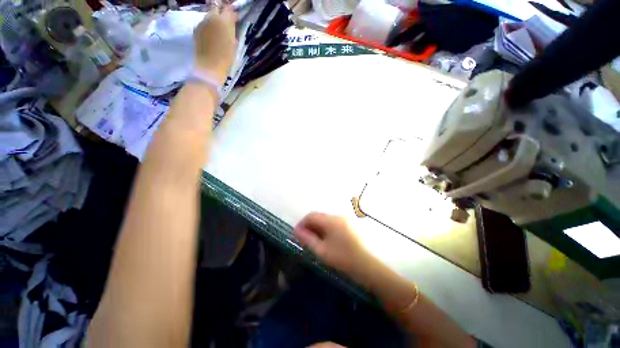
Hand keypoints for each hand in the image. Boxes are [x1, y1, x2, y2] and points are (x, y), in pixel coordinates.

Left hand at [193, 6, 236, 83]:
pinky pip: (204, 24)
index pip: (228, 11)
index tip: (236, 18)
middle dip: (222, 15)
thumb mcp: (233, 45)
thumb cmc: (225, 58)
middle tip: (227, 23)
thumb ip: (232, 31)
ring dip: (215, 21)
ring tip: (219, 30)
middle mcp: (211, 18)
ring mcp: (202, 23)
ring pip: (209, 16)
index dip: (232, 14)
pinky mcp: (196, 30)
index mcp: (223, 21)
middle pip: (217, 10)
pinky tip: (212, 36)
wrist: (209, 67)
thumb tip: (232, 23)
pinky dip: (209, 27)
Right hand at [294, 212, 369, 277]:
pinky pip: (332, 222)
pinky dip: (325, 228)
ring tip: (313, 240)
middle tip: (303, 238)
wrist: (367, 266)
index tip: (296, 233)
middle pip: (318, 216)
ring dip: (317, 227)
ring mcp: (344, 219)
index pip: (311, 216)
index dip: (302, 223)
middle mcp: (337, 216)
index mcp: (331, 220)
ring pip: (325, 219)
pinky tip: (324, 239)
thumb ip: (307, 239)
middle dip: (309, 225)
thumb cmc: (343, 258)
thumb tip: (296, 230)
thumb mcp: (321, 250)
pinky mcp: (348, 224)